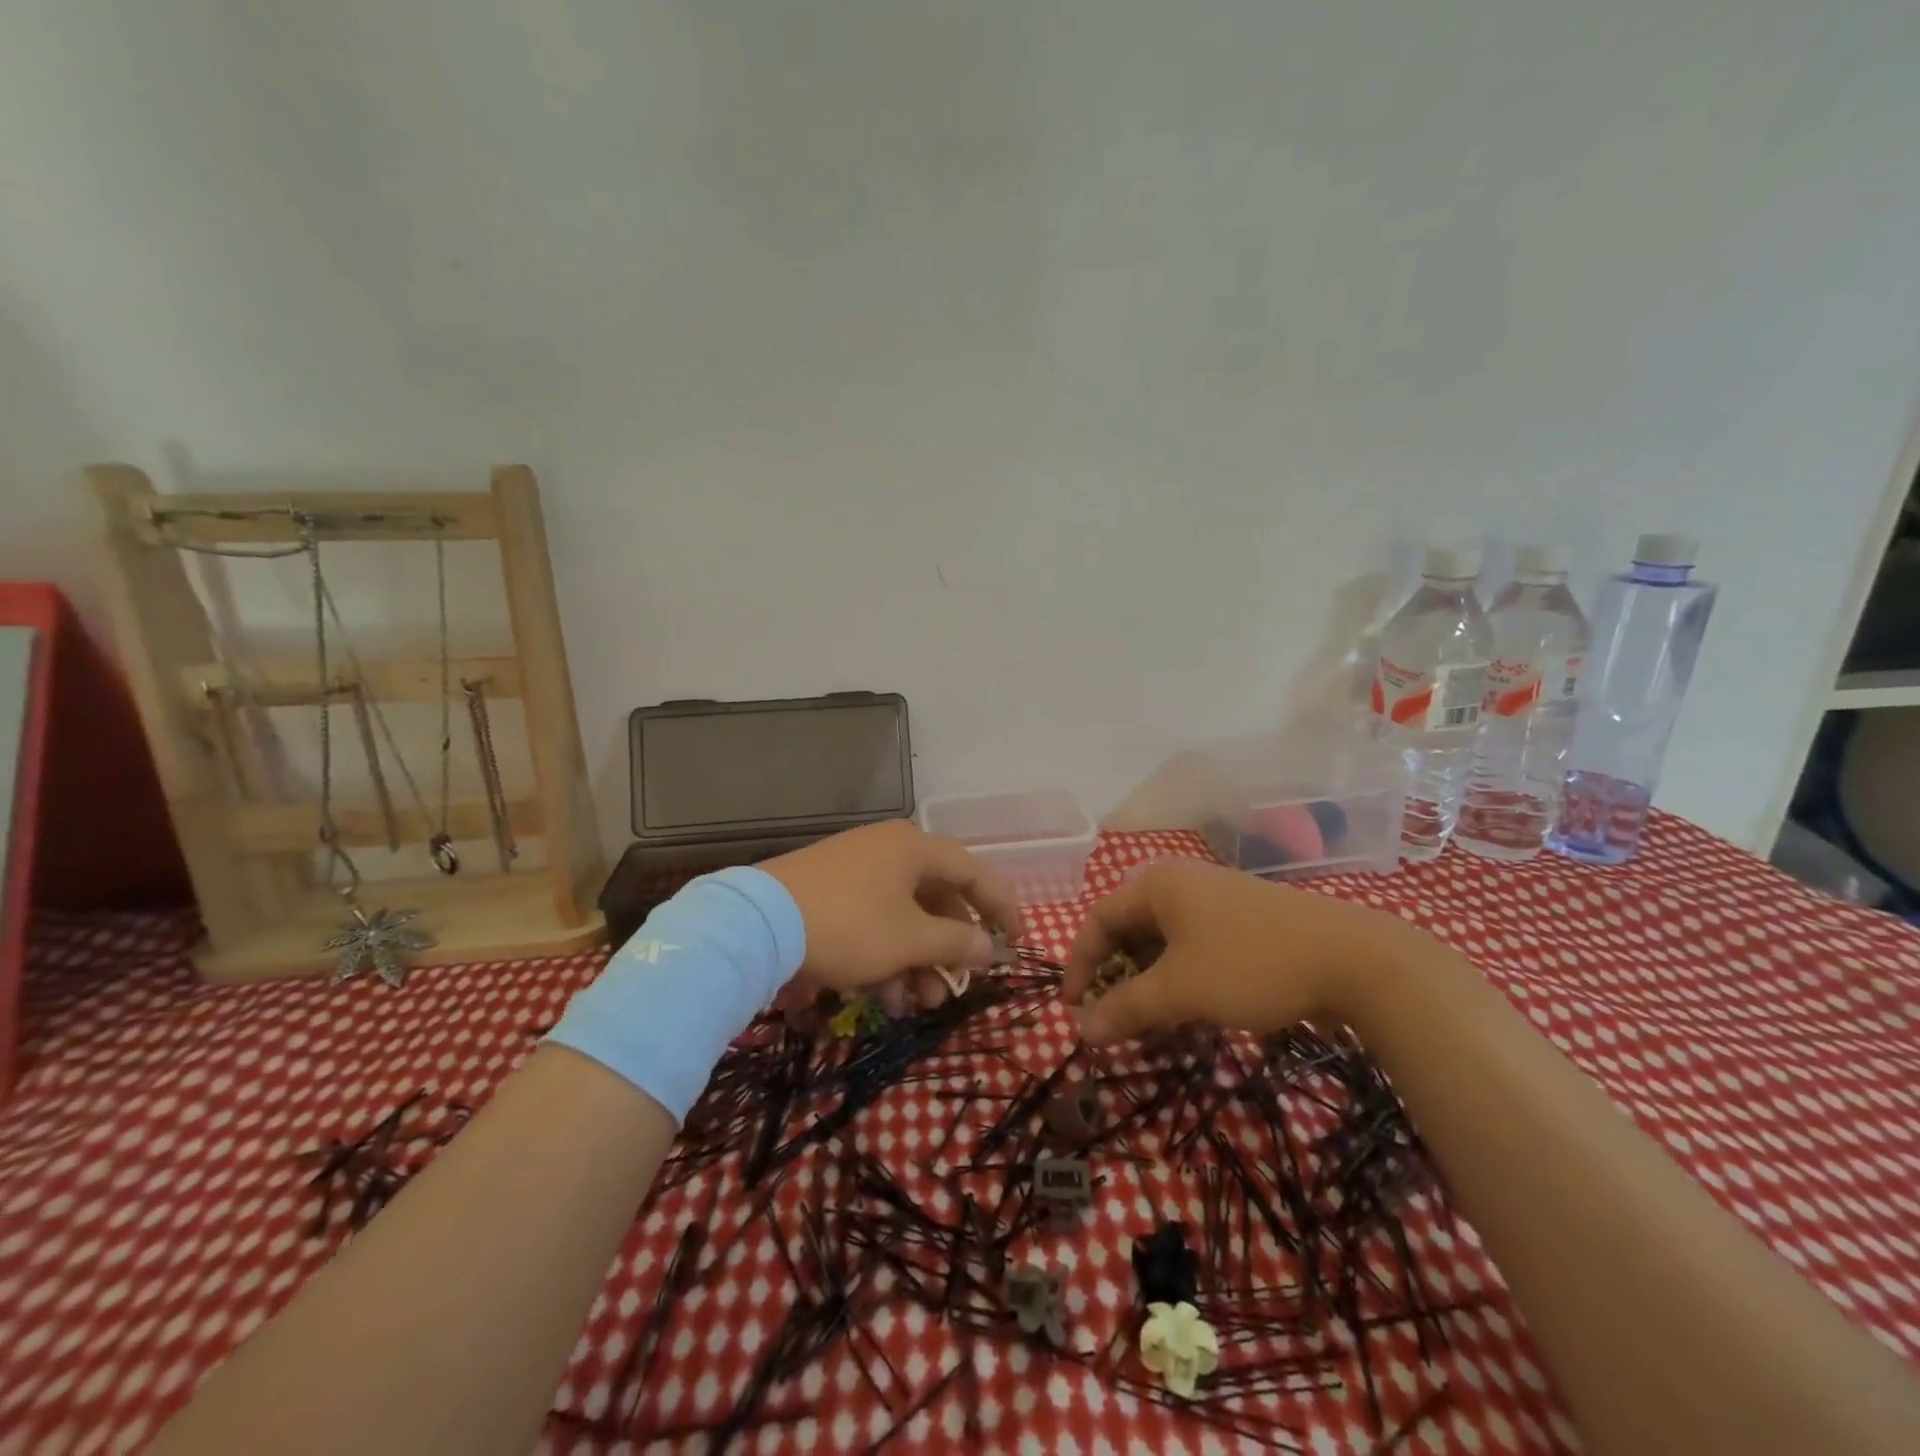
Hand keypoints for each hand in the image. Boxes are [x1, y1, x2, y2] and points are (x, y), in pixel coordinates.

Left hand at [761, 820, 1021, 998]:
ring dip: (916, 960)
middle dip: (947, 949)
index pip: (973, 873)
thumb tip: (988, 947)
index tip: (1016, 941)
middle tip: (953, 987)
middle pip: (936, 898)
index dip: (1000, 907)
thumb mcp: (909, 939)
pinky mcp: (828, 891)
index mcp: (914, 848)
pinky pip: (873, 920)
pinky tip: (882, 994)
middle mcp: (888, 850)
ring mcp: (855, 869)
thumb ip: (956, 942)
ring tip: (912, 1003)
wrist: (757, 925)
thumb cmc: (850, 925)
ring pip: (903, 916)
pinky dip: (885, 954)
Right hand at [1061, 859, 1421, 1043]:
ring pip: (1165, 944)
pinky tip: (1193, 1014)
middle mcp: (1182, 884)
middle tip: (1113, 1020)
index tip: (1073, 1010)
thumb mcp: (1180, 990)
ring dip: (1150, 985)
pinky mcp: (1247, 923)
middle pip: (1130, 930)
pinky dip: (1183, 980)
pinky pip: (1196, 949)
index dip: (1080, 965)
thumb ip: (1127, 1009)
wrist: (1354, 960)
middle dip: (1117, 979)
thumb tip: (1081, 1031)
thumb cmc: (1250, 964)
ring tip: (1152, 1026)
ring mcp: (1218, 901)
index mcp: (1157, 885)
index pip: (1098, 920)